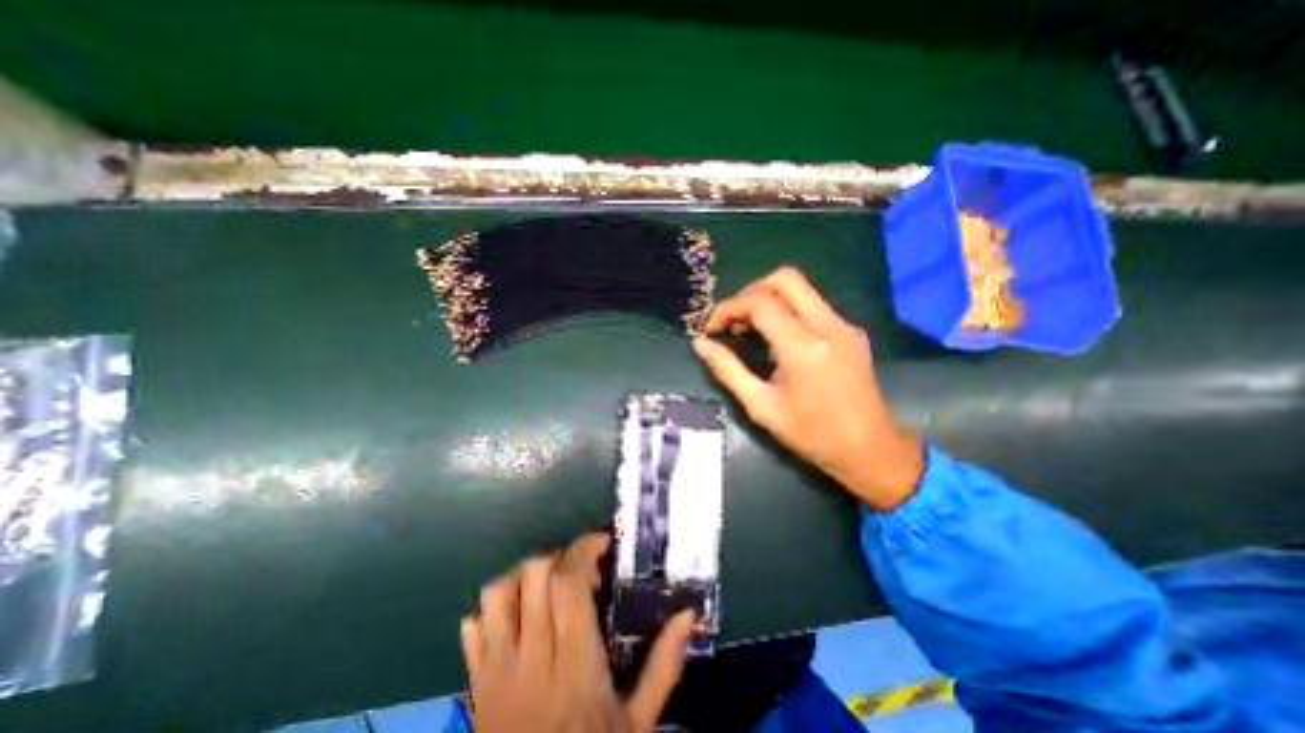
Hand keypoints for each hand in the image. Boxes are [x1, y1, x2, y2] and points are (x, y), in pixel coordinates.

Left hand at [465, 531, 697, 732]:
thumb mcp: (638, 724)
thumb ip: (663, 665)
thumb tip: (687, 613)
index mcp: (574, 665)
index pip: (568, 584)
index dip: (583, 550)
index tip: (603, 543)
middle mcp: (531, 658)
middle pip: (535, 575)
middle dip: (561, 556)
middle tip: (582, 567)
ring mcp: (496, 671)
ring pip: (499, 592)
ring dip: (526, 574)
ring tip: (549, 583)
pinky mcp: (475, 684)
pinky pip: (472, 626)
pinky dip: (492, 608)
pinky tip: (516, 615)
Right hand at [692, 267, 926, 509]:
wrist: (870, 449)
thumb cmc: (811, 434)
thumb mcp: (761, 406)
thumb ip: (727, 370)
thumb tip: (700, 344)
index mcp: (804, 348)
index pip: (760, 302)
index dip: (728, 308)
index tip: (712, 328)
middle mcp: (828, 326)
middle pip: (784, 279)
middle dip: (749, 292)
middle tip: (732, 320)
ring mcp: (844, 325)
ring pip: (800, 288)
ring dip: (767, 298)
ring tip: (748, 328)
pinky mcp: (851, 331)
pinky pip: (812, 304)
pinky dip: (786, 309)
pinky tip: (775, 337)